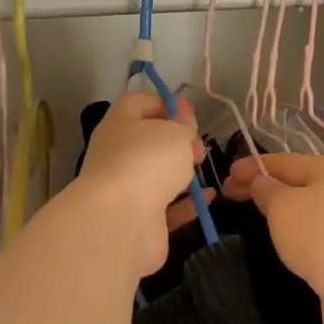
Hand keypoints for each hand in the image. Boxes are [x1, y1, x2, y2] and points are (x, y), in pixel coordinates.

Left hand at [77, 91, 208, 278]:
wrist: (121, 220)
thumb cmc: (148, 161)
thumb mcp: (175, 132)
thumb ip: (183, 124)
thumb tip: (181, 120)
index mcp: (119, 124)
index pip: (137, 103)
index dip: (164, 103)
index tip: (190, 112)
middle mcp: (116, 154)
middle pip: (148, 141)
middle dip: (176, 142)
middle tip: (198, 147)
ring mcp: (124, 188)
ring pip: (155, 175)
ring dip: (180, 172)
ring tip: (204, 169)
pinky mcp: (137, 218)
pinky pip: (165, 206)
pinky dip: (186, 203)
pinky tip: (208, 198)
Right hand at [222, 153, 323, 323]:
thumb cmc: (322, 237)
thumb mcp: (282, 206)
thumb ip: (266, 189)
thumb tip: (262, 183)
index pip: (285, 161)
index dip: (253, 166)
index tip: (226, 175)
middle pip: (301, 184)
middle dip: (266, 189)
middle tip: (231, 198)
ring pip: (312, 212)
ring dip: (285, 214)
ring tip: (256, 222)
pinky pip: (321, 237)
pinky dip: (300, 237)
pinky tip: (286, 246)